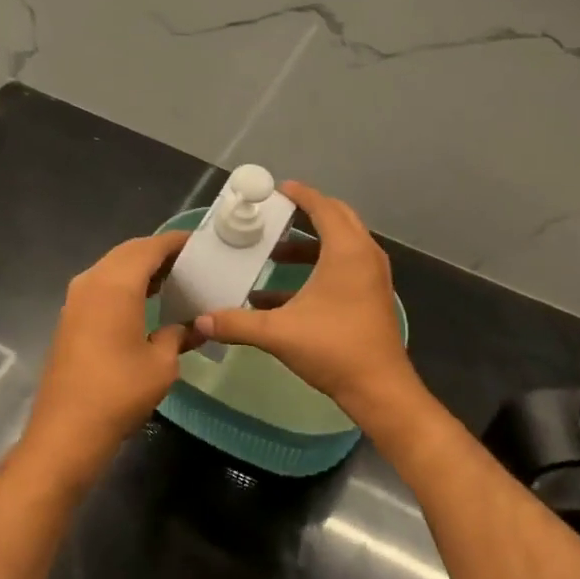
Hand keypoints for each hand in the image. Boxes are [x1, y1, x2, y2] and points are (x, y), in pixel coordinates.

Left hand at [18, 230, 190, 491]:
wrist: (66, 432)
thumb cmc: (119, 392)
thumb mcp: (162, 364)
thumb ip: (178, 335)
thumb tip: (193, 326)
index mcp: (116, 284)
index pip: (150, 247)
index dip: (176, 242)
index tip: (201, 243)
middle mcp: (92, 282)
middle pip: (129, 252)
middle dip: (158, 252)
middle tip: (191, 261)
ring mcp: (76, 300)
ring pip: (113, 268)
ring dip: (140, 268)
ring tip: (174, 279)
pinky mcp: (70, 318)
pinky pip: (102, 286)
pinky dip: (125, 284)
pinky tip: (146, 302)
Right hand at [195, 182, 421, 421]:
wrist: (379, 389)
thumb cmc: (333, 348)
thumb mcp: (278, 333)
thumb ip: (237, 323)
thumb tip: (200, 321)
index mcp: (346, 251)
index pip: (323, 207)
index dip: (300, 194)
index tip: (277, 189)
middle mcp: (364, 255)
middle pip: (337, 218)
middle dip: (308, 212)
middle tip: (276, 214)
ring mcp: (372, 276)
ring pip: (341, 244)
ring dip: (310, 244)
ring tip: (275, 254)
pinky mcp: (372, 295)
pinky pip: (345, 265)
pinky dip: (318, 267)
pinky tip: (283, 293)